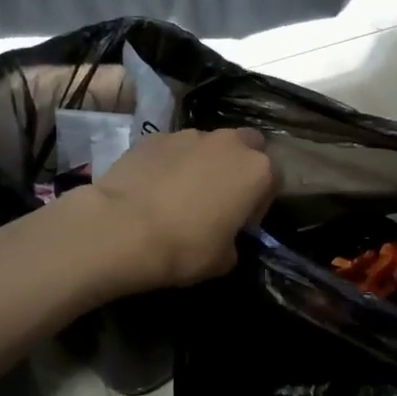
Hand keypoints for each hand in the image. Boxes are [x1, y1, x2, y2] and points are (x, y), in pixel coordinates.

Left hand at [81, 128, 278, 291]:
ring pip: (208, 144)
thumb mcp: (224, 260)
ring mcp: (188, 135)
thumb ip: (234, 241)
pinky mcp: (152, 137)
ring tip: (182, 194)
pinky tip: (154, 189)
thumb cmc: (185, 247)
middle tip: (222, 197)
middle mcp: (227, 143)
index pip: (275, 178)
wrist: (121, 229)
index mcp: (256, 170)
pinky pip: (172, 149)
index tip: (243, 223)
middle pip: (247, 145)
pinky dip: (170, 164)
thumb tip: (224, 237)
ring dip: (204, 163)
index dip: (261, 202)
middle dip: (240, 166)